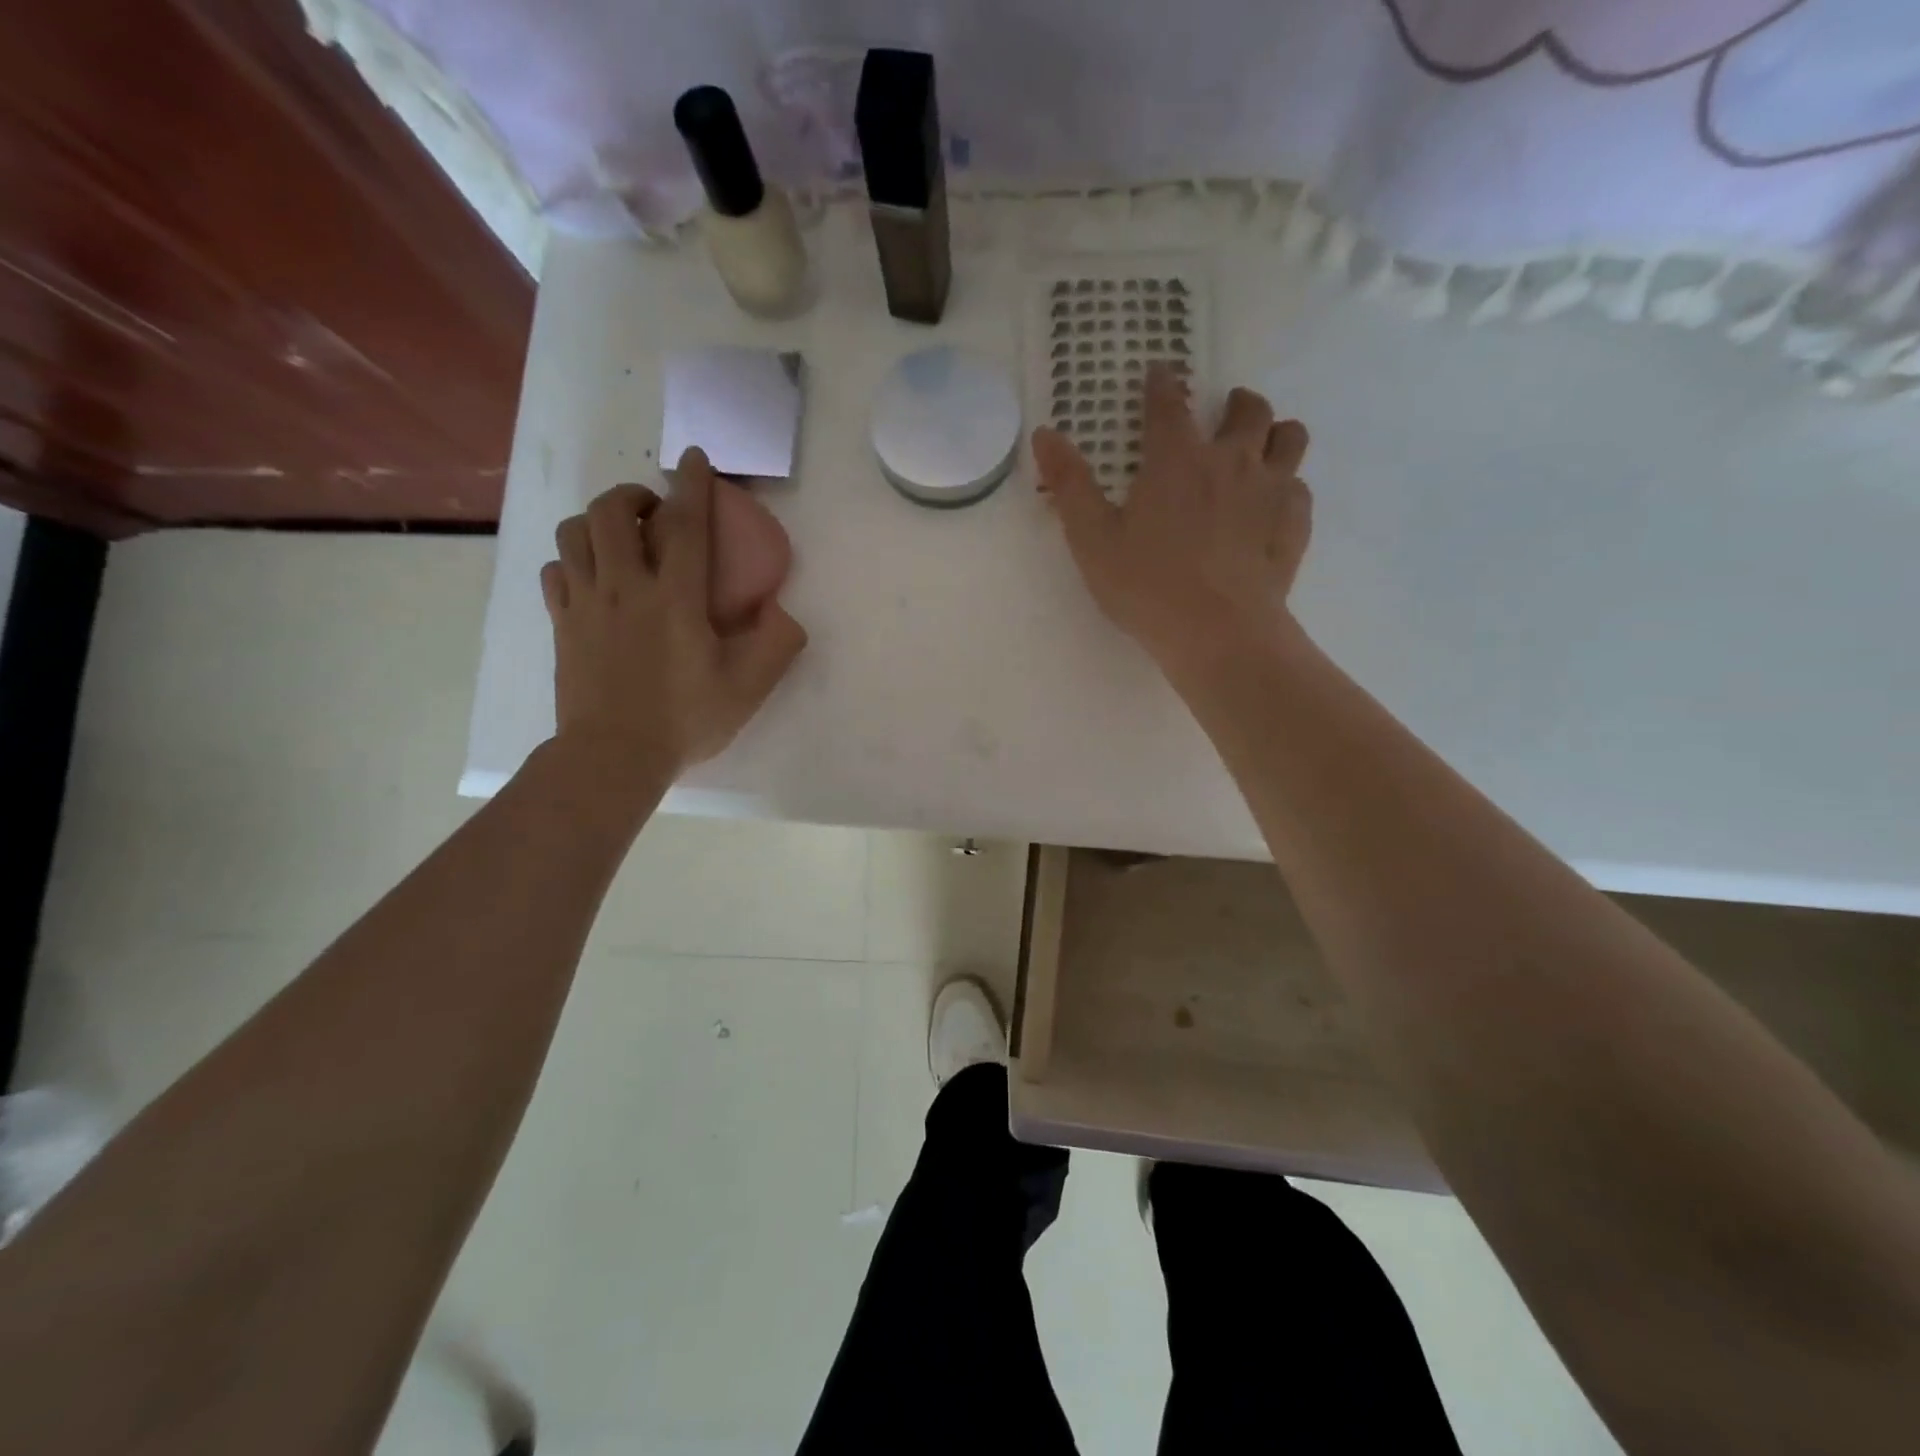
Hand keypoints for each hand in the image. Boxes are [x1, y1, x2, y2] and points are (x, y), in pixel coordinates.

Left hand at [541, 448, 806, 779]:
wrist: (613, 755)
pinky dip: (571, 561)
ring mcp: (585, 603)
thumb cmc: (685, 720)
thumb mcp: (748, 689)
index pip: (685, 524)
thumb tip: (782, 613)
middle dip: (632, 496)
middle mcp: (625, 587)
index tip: (694, 458)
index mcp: (675, 598)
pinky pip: (554, 571)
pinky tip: (590, 577)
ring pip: (573, 534)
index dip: (693, 485)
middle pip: (610, 512)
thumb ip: (775, 646)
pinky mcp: (561, 624)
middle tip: (651, 510)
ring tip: (617, 537)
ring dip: (596, 522)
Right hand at [1034, 366, 1311, 680]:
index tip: (1160, 373)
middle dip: (1235, 403)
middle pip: (1247, 409)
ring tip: (1259, 449)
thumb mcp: (1092, 539)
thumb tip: (1045, 433)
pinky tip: (1272, 506)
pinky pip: (1300, 487)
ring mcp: (1271, 490)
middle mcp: (1231, 460)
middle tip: (1223, 414)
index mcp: (1177, 459)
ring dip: (1274, 433)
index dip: (1162, 384)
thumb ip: (1070, 484)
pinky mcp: (1295, 524)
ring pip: (1289, 437)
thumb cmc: (1146, 586)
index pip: (1169, 403)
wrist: (1218, 633)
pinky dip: (1287, 486)